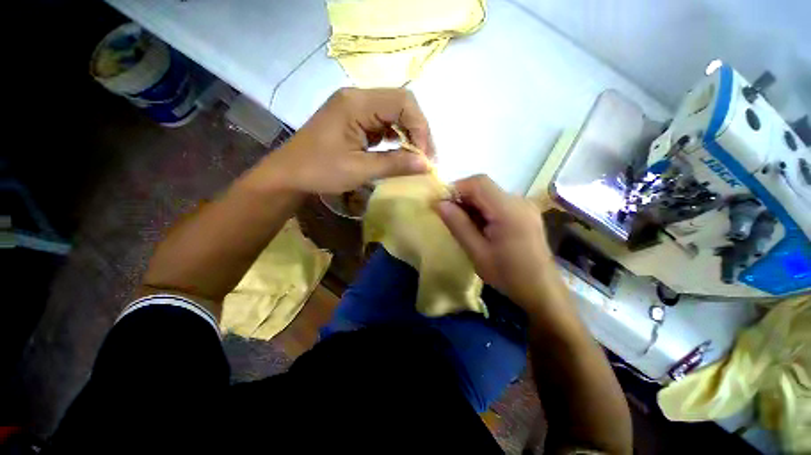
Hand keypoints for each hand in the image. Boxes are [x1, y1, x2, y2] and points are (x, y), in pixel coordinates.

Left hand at [253, 88, 433, 193]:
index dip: (420, 128)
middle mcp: (357, 97)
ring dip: (407, 134)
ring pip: (393, 113)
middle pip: (401, 104)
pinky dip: (394, 137)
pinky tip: (397, 152)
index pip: (403, 102)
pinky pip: (382, 122)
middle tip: (423, 158)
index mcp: (357, 103)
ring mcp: (355, 106)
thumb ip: (395, 164)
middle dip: (417, 131)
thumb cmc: (320, 171)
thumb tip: (426, 165)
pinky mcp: (354, 118)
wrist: (289, 174)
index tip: (424, 156)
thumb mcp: (360, 170)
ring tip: (413, 157)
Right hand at [436, 175, 554, 307]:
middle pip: (484, 187)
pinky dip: (483, 210)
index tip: (441, 204)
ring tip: (464, 225)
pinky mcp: (525, 212)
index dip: (456, 188)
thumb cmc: (508, 275)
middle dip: (463, 198)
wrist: (542, 291)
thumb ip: (458, 225)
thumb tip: (439, 204)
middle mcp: (520, 201)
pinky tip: (480, 227)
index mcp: (509, 211)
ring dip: (472, 205)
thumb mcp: (477, 252)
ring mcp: (525, 206)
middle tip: (449, 217)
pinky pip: (498, 202)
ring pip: (490, 194)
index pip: (478, 183)